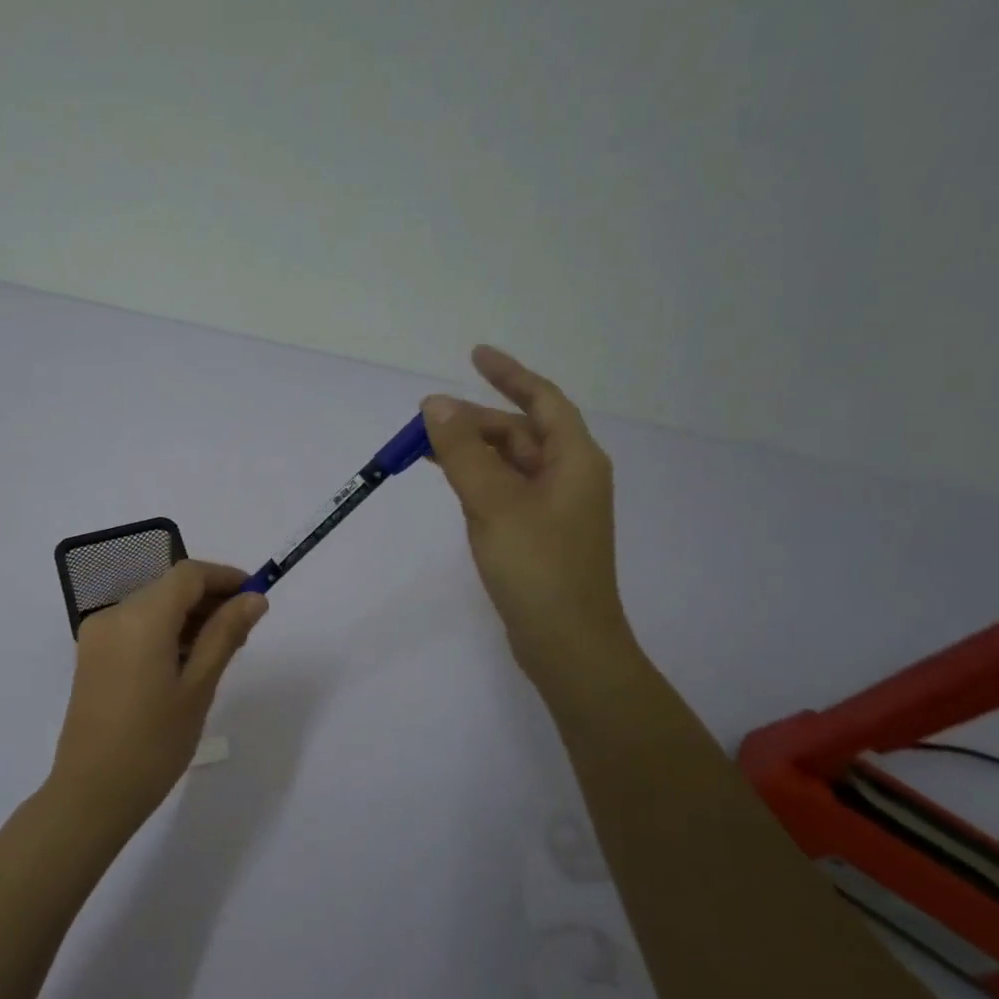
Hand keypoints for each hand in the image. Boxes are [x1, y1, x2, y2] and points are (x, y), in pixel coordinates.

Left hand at [48, 561, 268, 828]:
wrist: (92, 794)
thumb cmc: (154, 743)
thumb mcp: (198, 687)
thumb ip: (225, 634)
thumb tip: (254, 599)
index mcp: (141, 618)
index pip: (188, 574)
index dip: (225, 577)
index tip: (256, 596)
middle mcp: (114, 615)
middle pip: (169, 587)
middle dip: (209, 599)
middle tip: (244, 631)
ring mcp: (98, 635)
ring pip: (152, 606)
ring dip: (187, 616)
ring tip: (220, 650)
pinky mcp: (92, 655)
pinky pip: (134, 626)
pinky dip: (164, 631)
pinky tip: (186, 661)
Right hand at [422, 345, 631, 675]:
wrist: (566, 643)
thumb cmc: (537, 567)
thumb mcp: (494, 502)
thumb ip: (463, 452)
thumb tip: (437, 404)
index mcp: (574, 459)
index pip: (542, 399)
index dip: (509, 373)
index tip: (474, 354)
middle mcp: (568, 477)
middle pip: (519, 433)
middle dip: (474, 421)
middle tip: (424, 422)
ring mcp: (554, 509)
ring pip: (508, 464)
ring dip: (471, 452)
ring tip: (426, 448)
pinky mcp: (537, 536)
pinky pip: (504, 492)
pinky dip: (477, 481)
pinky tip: (451, 485)